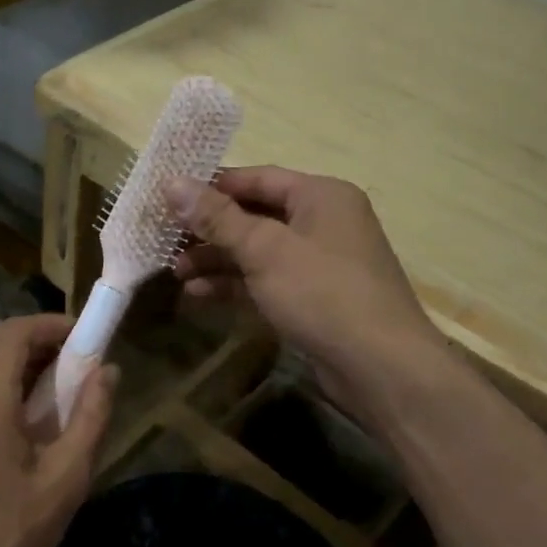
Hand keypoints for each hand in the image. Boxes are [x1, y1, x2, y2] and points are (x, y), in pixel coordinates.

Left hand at [0, 314, 116, 546]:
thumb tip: (109, 371)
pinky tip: (23, 418)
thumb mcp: (65, 480)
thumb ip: (90, 417)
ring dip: (15, 358)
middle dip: (35, 337)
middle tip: (73, 362)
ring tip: (54, 390)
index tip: (86, 338)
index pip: (14, 332)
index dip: (51, 325)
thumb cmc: (9, 539)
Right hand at [167, 167, 446, 418]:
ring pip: (258, 251)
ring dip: (218, 259)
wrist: (381, 368)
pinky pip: (267, 280)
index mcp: (321, 196)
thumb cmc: (323, 293)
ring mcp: (320, 263)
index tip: (168, 196)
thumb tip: (172, 181)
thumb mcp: (264, 249)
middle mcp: (323, 222)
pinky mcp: (314, 299)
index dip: (211, 186)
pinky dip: (236, 285)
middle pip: (255, 215)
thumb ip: (217, 217)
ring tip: (176, 271)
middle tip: (166, 239)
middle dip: (209, 229)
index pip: (257, 178)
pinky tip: (200, 294)